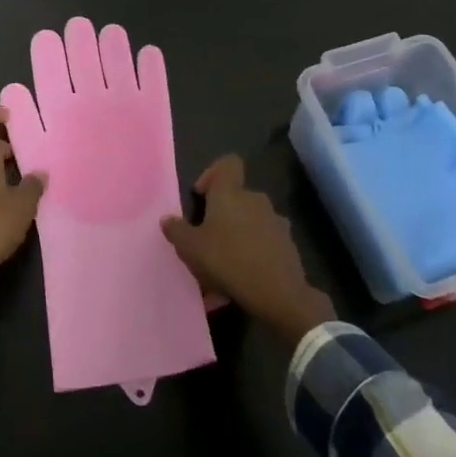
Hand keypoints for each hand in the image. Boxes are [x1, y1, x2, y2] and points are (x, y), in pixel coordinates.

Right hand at [161, 155, 332, 342]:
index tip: (201, 196)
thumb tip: (167, 218)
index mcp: (230, 193)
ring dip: (238, 232)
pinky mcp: (288, 243)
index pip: (227, 163)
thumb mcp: (190, 248)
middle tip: (207, 237)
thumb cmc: (227, 261)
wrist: (278, 293)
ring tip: (224, 262)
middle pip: (237, 195)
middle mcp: (255, 199)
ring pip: (251, 219)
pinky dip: (253, 250)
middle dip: (222, 213)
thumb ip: (176, 230)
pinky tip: (243, 276)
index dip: (212, 173)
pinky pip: (264, 239)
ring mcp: (276, 220)